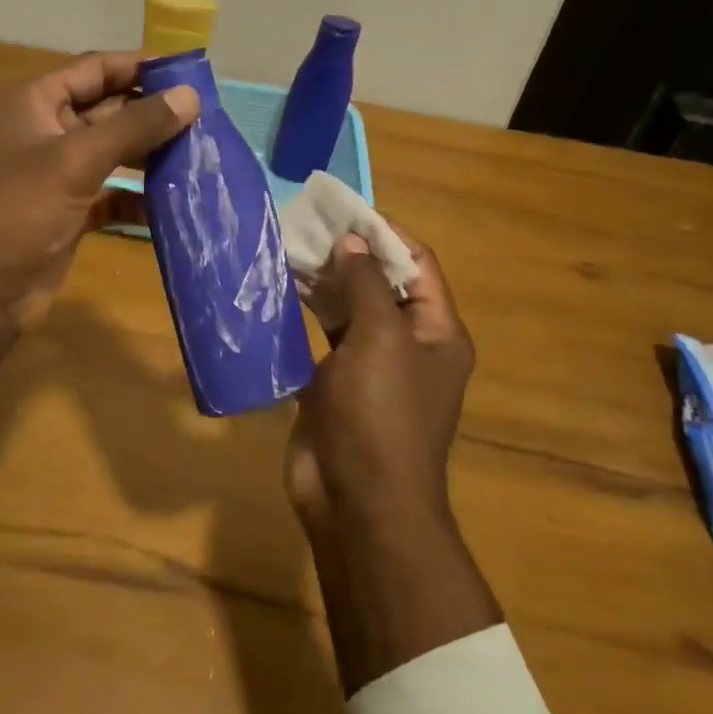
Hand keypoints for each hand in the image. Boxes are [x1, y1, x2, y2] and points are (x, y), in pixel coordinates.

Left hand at [0, 50, 198, 325]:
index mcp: (34, 103)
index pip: (94, 69)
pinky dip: (138, 197)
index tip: (189, 72)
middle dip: (152, 113)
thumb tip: (190, 96)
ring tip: (200, 155)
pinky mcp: (70, 209)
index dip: (140, 66)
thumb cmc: (20, 211)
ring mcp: (57, 172)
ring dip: (151, 154)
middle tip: (206, 118)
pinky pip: (112, 192)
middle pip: (108, 109)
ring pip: (113, 152)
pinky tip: (174, 202)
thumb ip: (135, 126)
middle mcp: (45, 130)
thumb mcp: (77, 160)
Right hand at [286, 230, 501, 693]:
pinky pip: (320, 341)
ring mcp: (369, 368)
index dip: (386, 233)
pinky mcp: (334, 388)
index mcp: (436, 333)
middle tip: (305, 227)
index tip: (346, 210)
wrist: (358, 503)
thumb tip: (354, 240)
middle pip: (381, 285)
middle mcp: (407, 346)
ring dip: (322, 284)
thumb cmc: (381, 415)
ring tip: (285, 251)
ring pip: (347, 311)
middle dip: (348, 255)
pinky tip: (275, 296)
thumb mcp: (380, 339)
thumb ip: (368, 283)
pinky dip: (302, 317)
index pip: (418, 265)